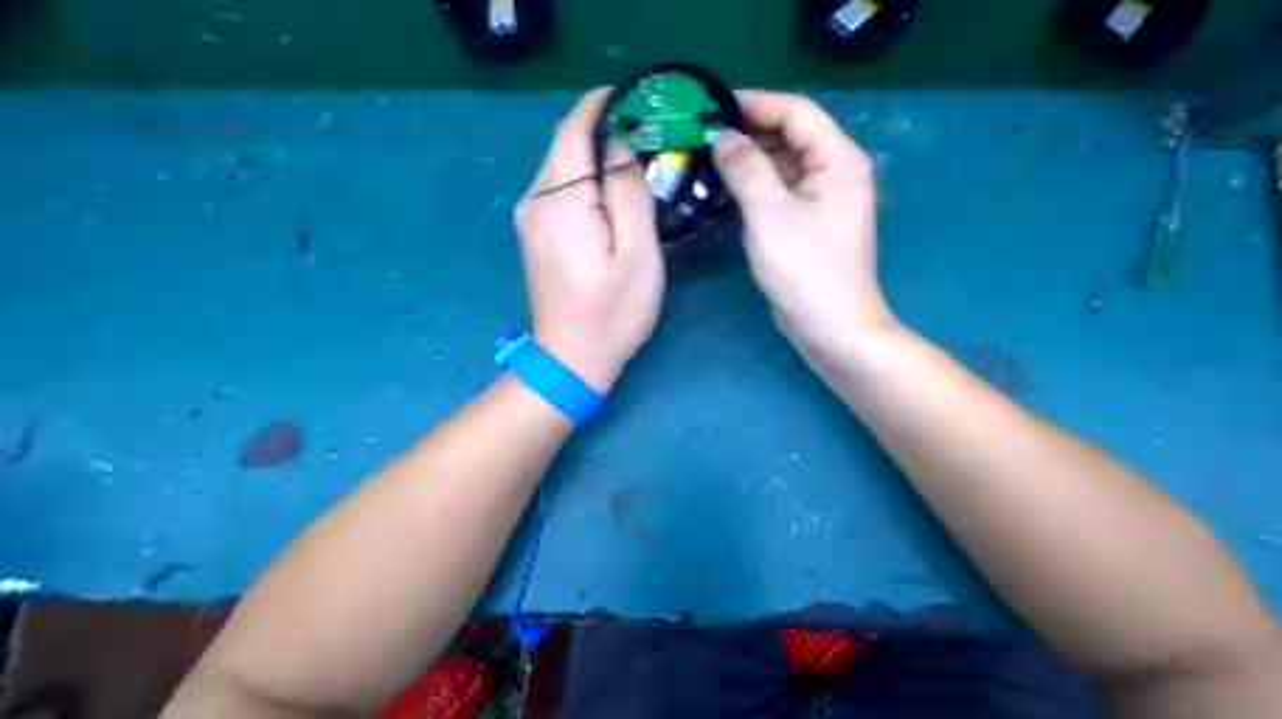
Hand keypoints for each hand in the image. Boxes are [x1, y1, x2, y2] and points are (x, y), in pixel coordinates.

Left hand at [514, 90, 667, 394]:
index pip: (574, 129)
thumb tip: (620, 146)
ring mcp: (528, 216)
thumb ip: (629, 192)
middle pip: (565, 143)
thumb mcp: (637, 252)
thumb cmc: (612, 312)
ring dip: (594, 153)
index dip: (600, 104)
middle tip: (647, 128)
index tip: (634, 95)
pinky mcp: (533, 231)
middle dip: (602, 127)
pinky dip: (584, 176)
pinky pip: (558, 187)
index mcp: (560, 201)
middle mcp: (534, 199)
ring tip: (636, 157)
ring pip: (561, 165)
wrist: (570, 359)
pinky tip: (610, 189)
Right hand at [717, 90, 892, 363]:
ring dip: (748, 160)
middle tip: (701, 135)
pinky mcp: (808, 223)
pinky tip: (723, 190)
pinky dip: (754, 186)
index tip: (712, 106)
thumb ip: (745, 167)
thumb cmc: (806, 269)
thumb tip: (722, 137)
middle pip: (790, 135)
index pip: (796, 111)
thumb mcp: (770, 213)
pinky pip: (779, 191)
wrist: (831, 328)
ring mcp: (822, 200)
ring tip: (705, 159)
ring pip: (782, 164)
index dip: (755, 103)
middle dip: (748, 131)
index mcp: (837, 159)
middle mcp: (834, 172)